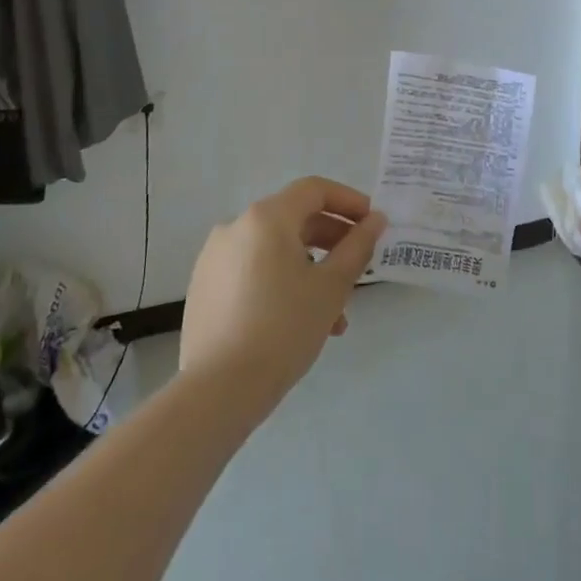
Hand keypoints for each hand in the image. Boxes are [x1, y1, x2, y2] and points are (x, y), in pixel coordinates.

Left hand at [180, 177, 385, 420]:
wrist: (218, 390)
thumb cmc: (283, 329)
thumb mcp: (331, 287)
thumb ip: (357, 247)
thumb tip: (375, 220)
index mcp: (266, 217)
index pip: (314, 190)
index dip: (349, 201)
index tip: (373, 224)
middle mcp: (235, 226)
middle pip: (294, 218)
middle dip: (332, 241)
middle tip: (359, 267)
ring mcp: (215, 257)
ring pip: (275, 250)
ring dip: (310, 270)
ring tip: (335, 314)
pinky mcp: (205, 286)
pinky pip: (253, 270)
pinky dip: (281, 282)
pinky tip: (299, 320)